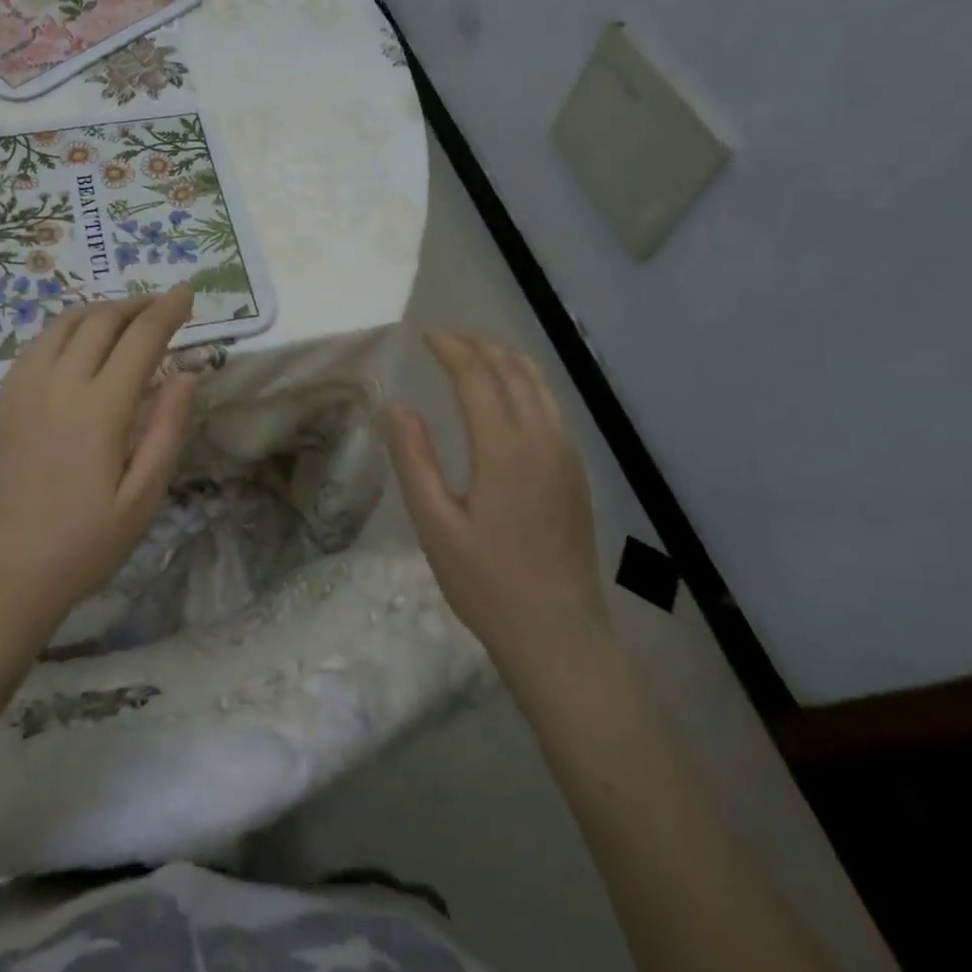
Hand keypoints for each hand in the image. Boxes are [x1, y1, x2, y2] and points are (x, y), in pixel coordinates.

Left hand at [0, 288, 199, 651]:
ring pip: (63, 324)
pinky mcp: (0, 401)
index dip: (168, 310)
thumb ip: (167, 430)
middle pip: (101, 320)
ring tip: (124, 317)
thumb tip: (187, 373)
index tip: (188, 292)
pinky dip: (66, 329)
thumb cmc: (81, 545)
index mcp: (99, 407)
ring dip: (99, 311)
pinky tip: (77, 345)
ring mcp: (21, 388)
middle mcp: (58, 383)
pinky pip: (36, 345)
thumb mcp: (142, 499)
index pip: (141, 337)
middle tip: (161, 305)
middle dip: (136, 305)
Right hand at [385, 330, 609, 671]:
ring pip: (540, 384)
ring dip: (505, 358)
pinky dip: (526, 382)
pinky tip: (508, 394)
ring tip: (474, 353)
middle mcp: (543, 440)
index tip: (426, 336)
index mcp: (505, 450)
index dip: (451, 349)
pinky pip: (552, 405)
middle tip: (445, 338)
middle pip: (513, 370)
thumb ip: (414, 460)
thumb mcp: (435, 526)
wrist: (560, 636)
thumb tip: (396, 406)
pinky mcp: (576, 472)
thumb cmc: (488, 584)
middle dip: (478, 345)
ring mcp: (567, 455)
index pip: (478, 377)